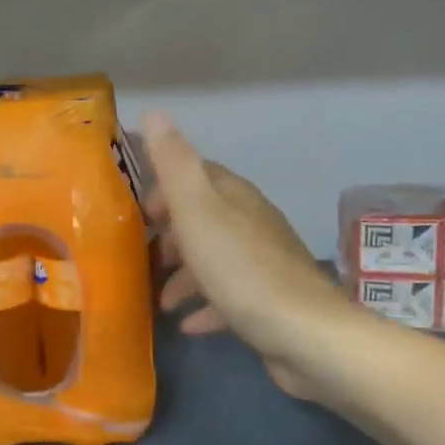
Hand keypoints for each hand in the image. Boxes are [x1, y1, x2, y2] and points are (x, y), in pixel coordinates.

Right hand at [141, 113, 344, 401]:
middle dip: (171, 235)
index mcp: (234, 196)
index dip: (165, 189)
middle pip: (204, 218)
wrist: (304, 333)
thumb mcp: (197, 210)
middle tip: (144, 258)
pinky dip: (206, 305)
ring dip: (184, 276)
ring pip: (214, 258)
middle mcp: (251, 222)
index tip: (140, 215)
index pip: (197, 174)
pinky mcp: (269, 300)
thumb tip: (155, 111)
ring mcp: (263, 262)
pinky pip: (229, 295)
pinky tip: (189, 324)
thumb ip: (174, 163)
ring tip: (162, 300)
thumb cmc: (240, 268)